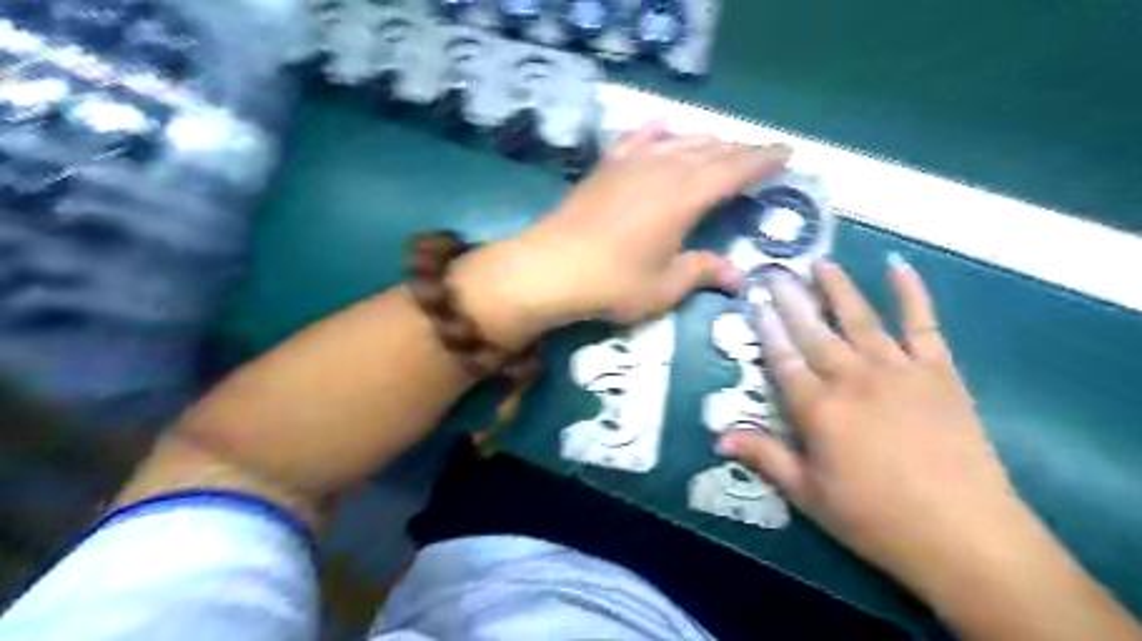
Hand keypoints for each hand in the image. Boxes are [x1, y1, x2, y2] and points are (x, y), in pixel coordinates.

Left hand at [452, 122, 790, 347]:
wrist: (551, 268)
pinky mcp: (605, 169)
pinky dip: (653, 132)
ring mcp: (631, 165)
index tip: (786, 153)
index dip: (763, 161)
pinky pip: (635, 141)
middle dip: (740, 150)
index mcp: (686, 197)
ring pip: (678, 142)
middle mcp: (663, 170)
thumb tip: (740, 278)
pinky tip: (662, 125)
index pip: (735, 170)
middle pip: (710, 151)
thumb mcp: (665, 286)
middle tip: (760, 153)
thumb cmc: (614, 283)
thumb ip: (703, 273)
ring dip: (704, 141)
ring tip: (722, 144)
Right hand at [716, 255, 1040, 594]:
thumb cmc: (875, 519)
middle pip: (813, 330)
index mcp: (818, 409)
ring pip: (859, 318)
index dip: (765, 328)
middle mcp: (852, 378)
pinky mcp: (939, 372)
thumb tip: (717, 438)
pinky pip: (923, 324)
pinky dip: (911, 293)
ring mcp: (898, 370)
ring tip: (819, 262)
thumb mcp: (808, 495)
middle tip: (775, 270)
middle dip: (790, 299)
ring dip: (837, 288)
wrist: (965, 536)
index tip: (752, 300)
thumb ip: (764, 458)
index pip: (782, 359)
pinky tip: (897, 266)